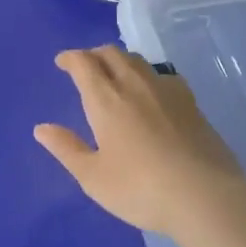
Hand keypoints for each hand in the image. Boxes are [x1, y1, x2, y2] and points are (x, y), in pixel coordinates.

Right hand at [35, 47, 245, 238]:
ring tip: (115, 75)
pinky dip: (147, 75)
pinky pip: (162, 74)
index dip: (70, 58)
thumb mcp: (94, 177)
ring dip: (120, 60)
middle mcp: (133, 84)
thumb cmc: (140, 188)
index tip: (62, 62)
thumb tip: (41, 128)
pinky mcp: (189, 100)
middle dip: (94, 54)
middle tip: (86, 67)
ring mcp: (165, 88)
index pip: (84, 63)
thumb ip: (67, 149)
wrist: (204, 194)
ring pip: (137, 60)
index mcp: (105, 99)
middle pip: (111, 53)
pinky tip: (152, 92)